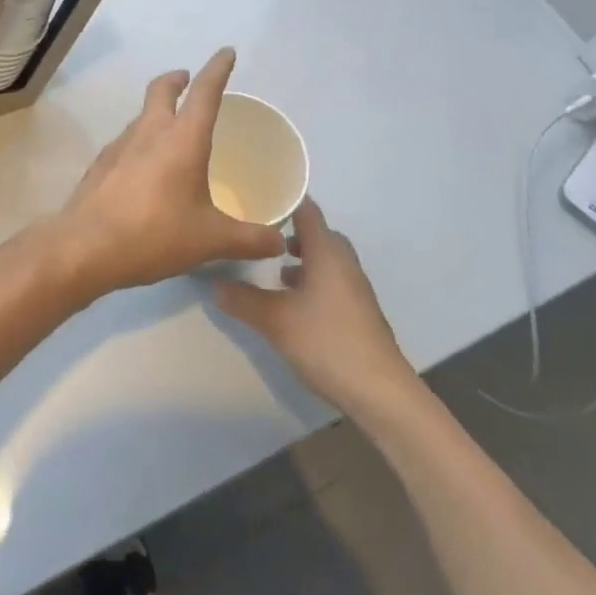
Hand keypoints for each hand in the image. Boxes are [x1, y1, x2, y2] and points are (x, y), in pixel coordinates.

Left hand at [51, 48, 286, 298]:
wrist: (86, 245)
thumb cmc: (155, 233)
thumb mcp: (211, 240)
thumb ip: (249, 239)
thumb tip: (278, 239)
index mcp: (183, 139)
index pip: (205, 92)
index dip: (218, 69)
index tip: (226, 52)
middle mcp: (151, 131)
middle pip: (163, 89)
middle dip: (178, 79)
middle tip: (188, 80)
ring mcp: (121, 144)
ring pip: (143, 114)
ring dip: (158, 110)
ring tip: (172, 130)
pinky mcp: (102, 162)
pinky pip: (127, 140)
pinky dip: (141, 140)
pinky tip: (146, 168)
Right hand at [214, 198, 421, 413]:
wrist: (382, 394)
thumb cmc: (327, 342)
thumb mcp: (275, 321)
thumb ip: (242, 300)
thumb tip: (214, 284)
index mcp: (327, 251)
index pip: (306, 209)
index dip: (282, 201)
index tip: (255, 200)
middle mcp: (344, 262)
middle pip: (318, 233)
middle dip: (290, 232)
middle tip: (260, 235)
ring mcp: (356, 288)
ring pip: (326, 259)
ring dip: (303, 259)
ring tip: (275, 271)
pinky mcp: (359, 311)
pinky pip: (333, 281)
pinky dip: (314, 281)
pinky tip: (295, 303)